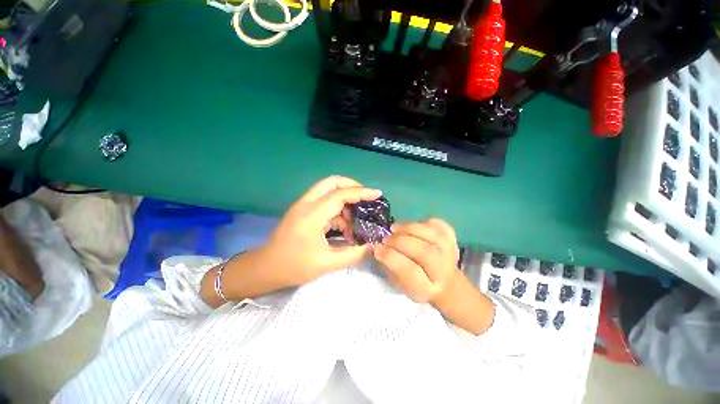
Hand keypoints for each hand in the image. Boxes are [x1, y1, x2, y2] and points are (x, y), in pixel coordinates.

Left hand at [262, 176, 380, 285]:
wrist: (264, 269)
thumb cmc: (293, 266)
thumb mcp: (326, 263)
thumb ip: (352, 254)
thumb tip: (371, 246)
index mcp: (312, 214)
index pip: (340, 194)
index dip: (361, 192)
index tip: (377, 194)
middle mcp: (307, 203)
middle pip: (332, 182)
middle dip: (352, 186)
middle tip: (366, 198)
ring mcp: (303, 205)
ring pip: (329, 191)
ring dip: (345, 202)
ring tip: (355, 223)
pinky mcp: (303, 211)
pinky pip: (325, 202)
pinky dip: (337, 210)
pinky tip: (344, 228)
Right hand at [373, 218, 460, 302]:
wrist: (443, 282)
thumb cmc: (414, 282)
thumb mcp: (397, 281)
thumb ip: (386, 264)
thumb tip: (374, 246)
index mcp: (426, 288)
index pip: (411, 272)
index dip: (391, 257)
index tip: (377, 248)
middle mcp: (443, 272)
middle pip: (425, 252)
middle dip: (400, 241)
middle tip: (386, 238)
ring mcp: (451, 254)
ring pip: (433, 236)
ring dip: (410, 229)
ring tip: (395, 228)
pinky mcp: (453, 239)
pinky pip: (439, 225)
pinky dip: (424, 222)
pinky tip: (412, 227)